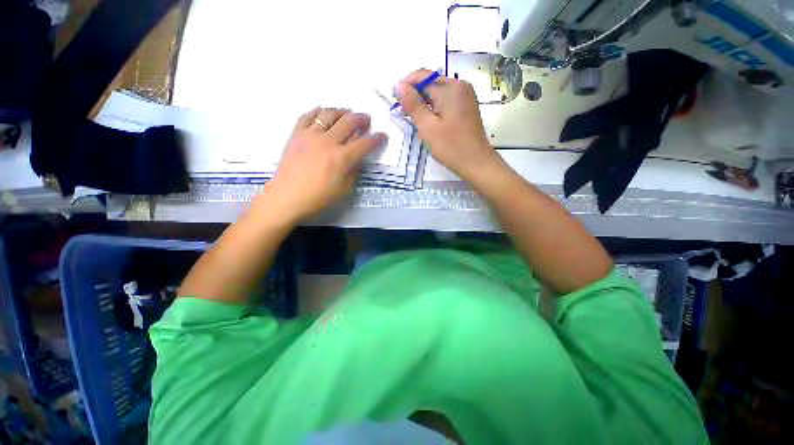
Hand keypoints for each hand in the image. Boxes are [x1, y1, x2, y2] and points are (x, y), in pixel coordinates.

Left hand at [259, 107, 386, 223]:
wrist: (286, 197)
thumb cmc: (318, 198)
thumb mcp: (344, 189)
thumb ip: (354, 171)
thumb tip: (358, 158)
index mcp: (342, 158)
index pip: (365, 143)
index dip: (377, 138)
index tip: (383, 135)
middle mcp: (328, 141)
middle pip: (349, 122)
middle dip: (362, 119)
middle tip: (367, 120)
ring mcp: (311, 135)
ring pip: (329, 114)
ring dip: (342, 111)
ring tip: (347, 113)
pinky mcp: (296, 134)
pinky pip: (308, 115)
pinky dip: (318, 111)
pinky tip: (323, 111)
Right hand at [395, 70, 501, 181]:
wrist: (476, 163)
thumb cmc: (451, 147)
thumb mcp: (428, 127)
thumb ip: (413, 105)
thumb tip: (398, 85)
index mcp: (451, 88)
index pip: (422, 77)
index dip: (405, 87)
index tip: (395, 103)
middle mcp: (460, 86)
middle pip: (430, 83)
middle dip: (415, 97)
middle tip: (405, 116)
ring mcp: (465, 96)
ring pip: (437, 93)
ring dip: (424, 104)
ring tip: (416, 122)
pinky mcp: (466, 107)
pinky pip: (445, 101)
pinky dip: (434, 109)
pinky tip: (430, 123)